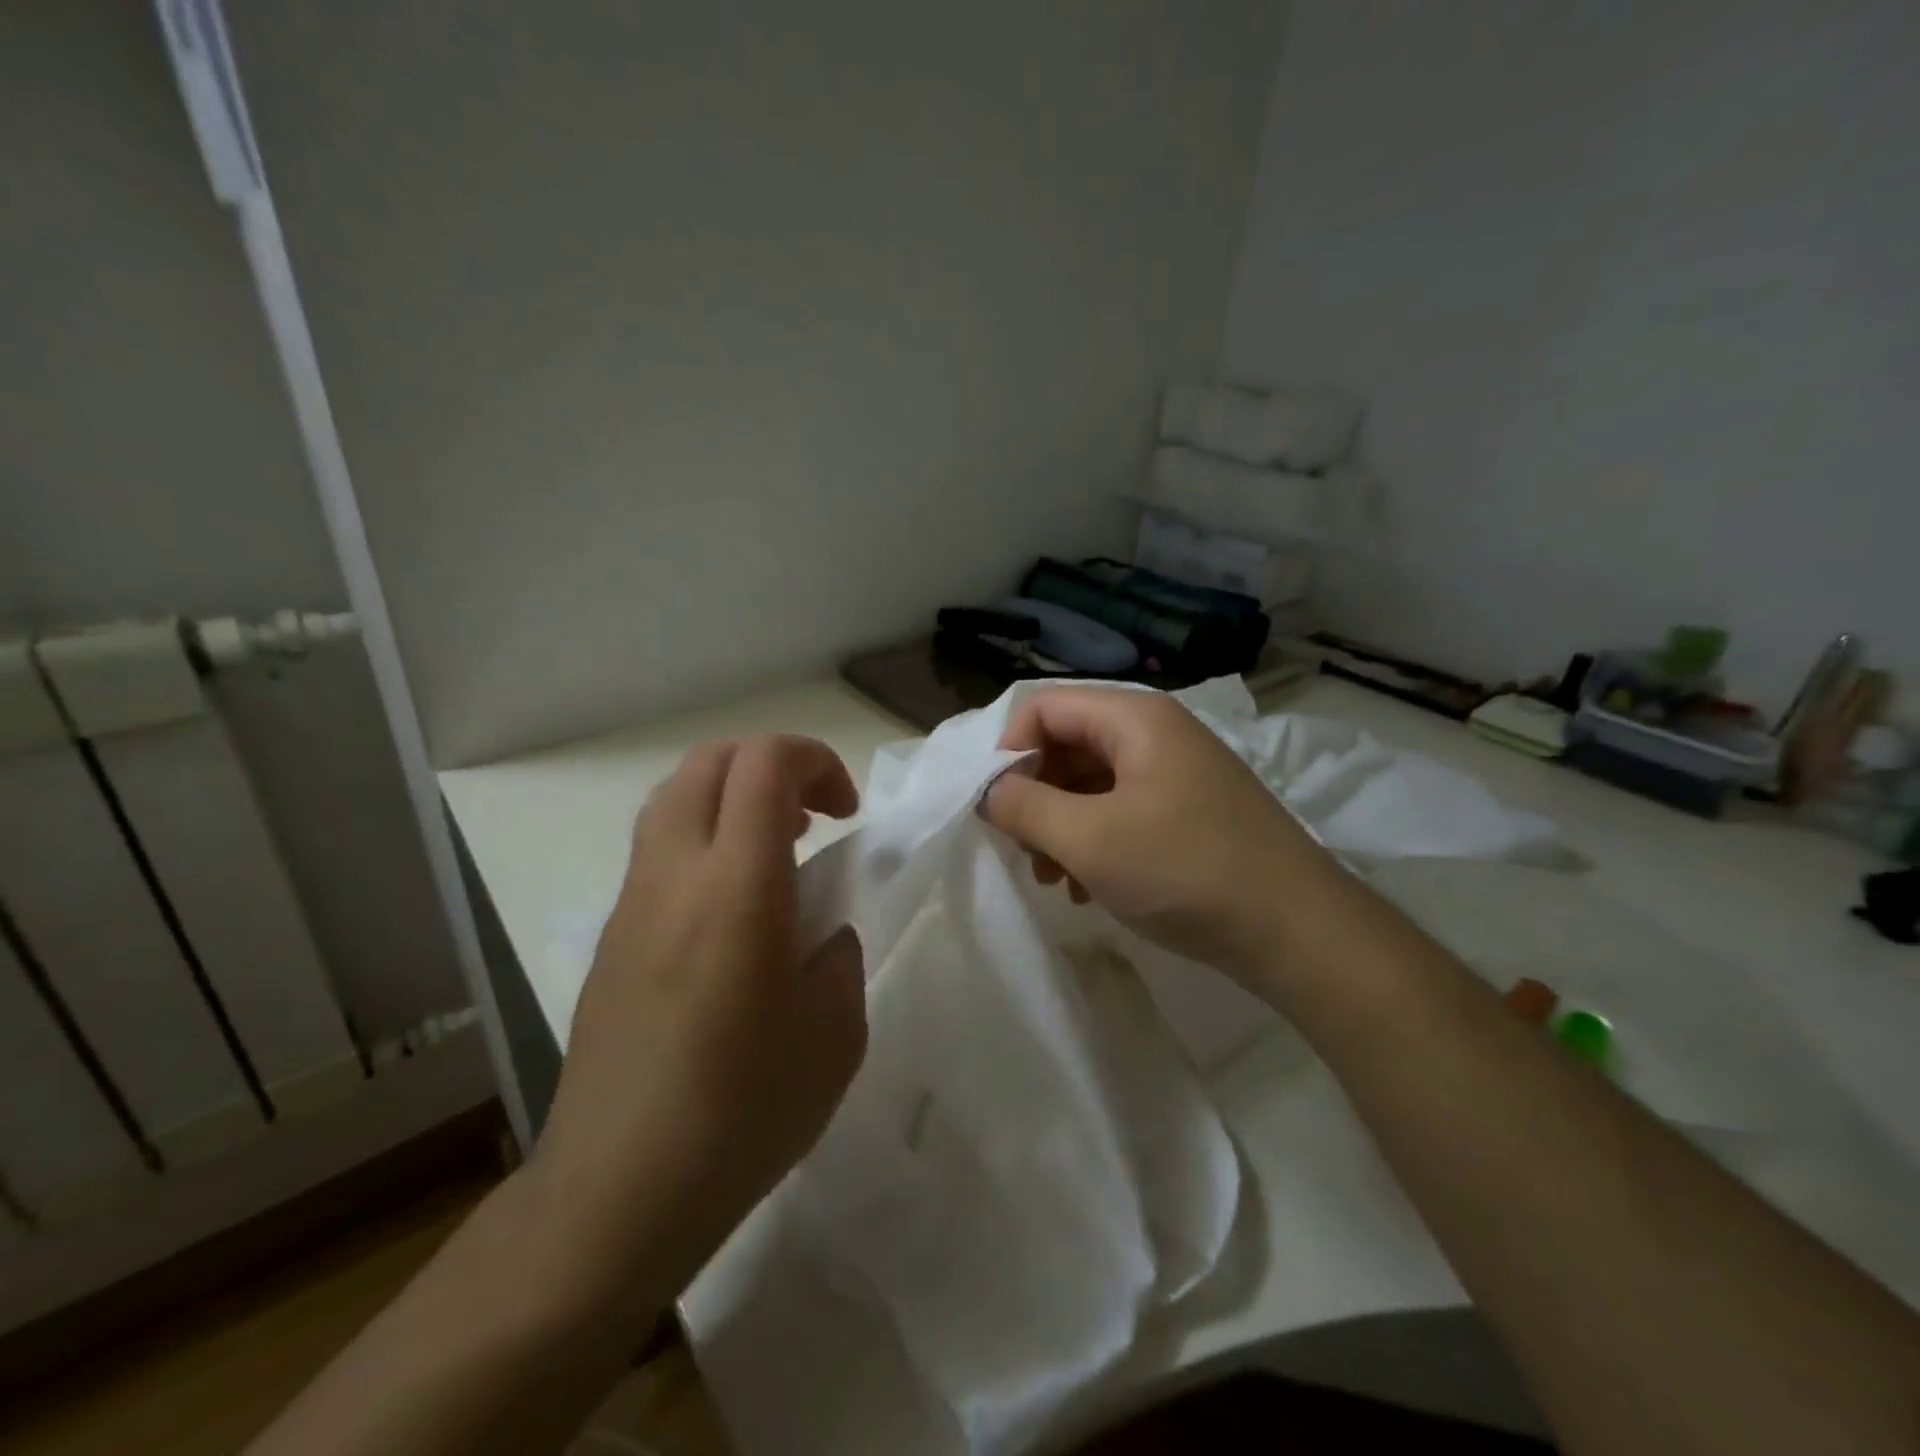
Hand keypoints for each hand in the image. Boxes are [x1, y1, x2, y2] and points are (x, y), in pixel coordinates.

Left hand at [527, 735, 865, 1305]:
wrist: (616, 1193)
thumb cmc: (741, 1114)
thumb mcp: (835, 1034)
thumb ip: (838, 957)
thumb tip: (819, 933)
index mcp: (737, 890)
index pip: (765, 764)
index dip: (816, 760)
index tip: (846, 813)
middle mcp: (675, 875)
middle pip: (711, 760)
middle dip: (773, 765)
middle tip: (814, 818)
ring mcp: (632, 902)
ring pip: (676, 796)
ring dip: (734, 798)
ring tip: (776, 854)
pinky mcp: (611, 935)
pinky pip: (658, 847)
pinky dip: (704, 839)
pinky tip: (732, 911)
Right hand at [981, 687, 1332, 983]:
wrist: (1298, 932)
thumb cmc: (1186, 872)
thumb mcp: (1090, 839)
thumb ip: (1024, 807)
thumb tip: (989, 790)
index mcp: (1134, 718)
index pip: (1043, 707)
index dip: (1008, 751)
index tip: (996, 807)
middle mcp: (1156, 732)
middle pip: (1067, 743)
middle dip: (1034, 795)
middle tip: (1022, 850)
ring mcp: (1176, 772)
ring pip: (1091, 782)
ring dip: (1060, 825)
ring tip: (1052, 879)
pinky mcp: (1189, 810)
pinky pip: (1121, 809)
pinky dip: (1094, 841)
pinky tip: (1087, 888)